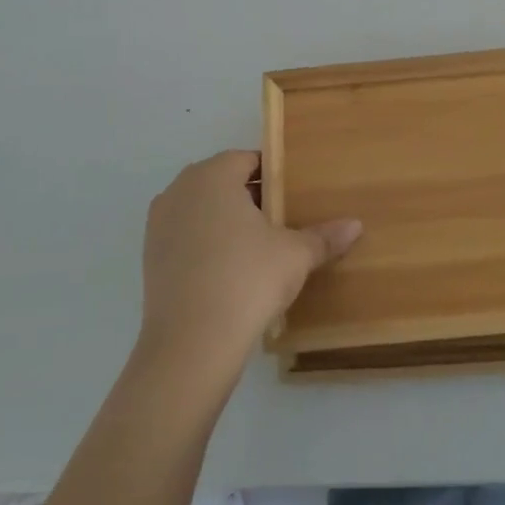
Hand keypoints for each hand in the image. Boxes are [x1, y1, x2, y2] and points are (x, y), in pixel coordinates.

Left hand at [138, 150, 360, 380]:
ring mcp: (159, 224)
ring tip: (257, 248)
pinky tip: (229, 272)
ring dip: (226, 221)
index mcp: (213, 175)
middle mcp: (180, 190)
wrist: (190, 345)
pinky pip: (186, 237)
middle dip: (250, 197)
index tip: (293, 197)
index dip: (274, 176)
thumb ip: (324, 236)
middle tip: (281, 222)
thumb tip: (356, 225)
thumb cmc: (247, 279)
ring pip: (201, 209)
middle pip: (222, 182)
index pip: (248, 160)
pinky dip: (206, 245)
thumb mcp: (295, 255)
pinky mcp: (149, 257)